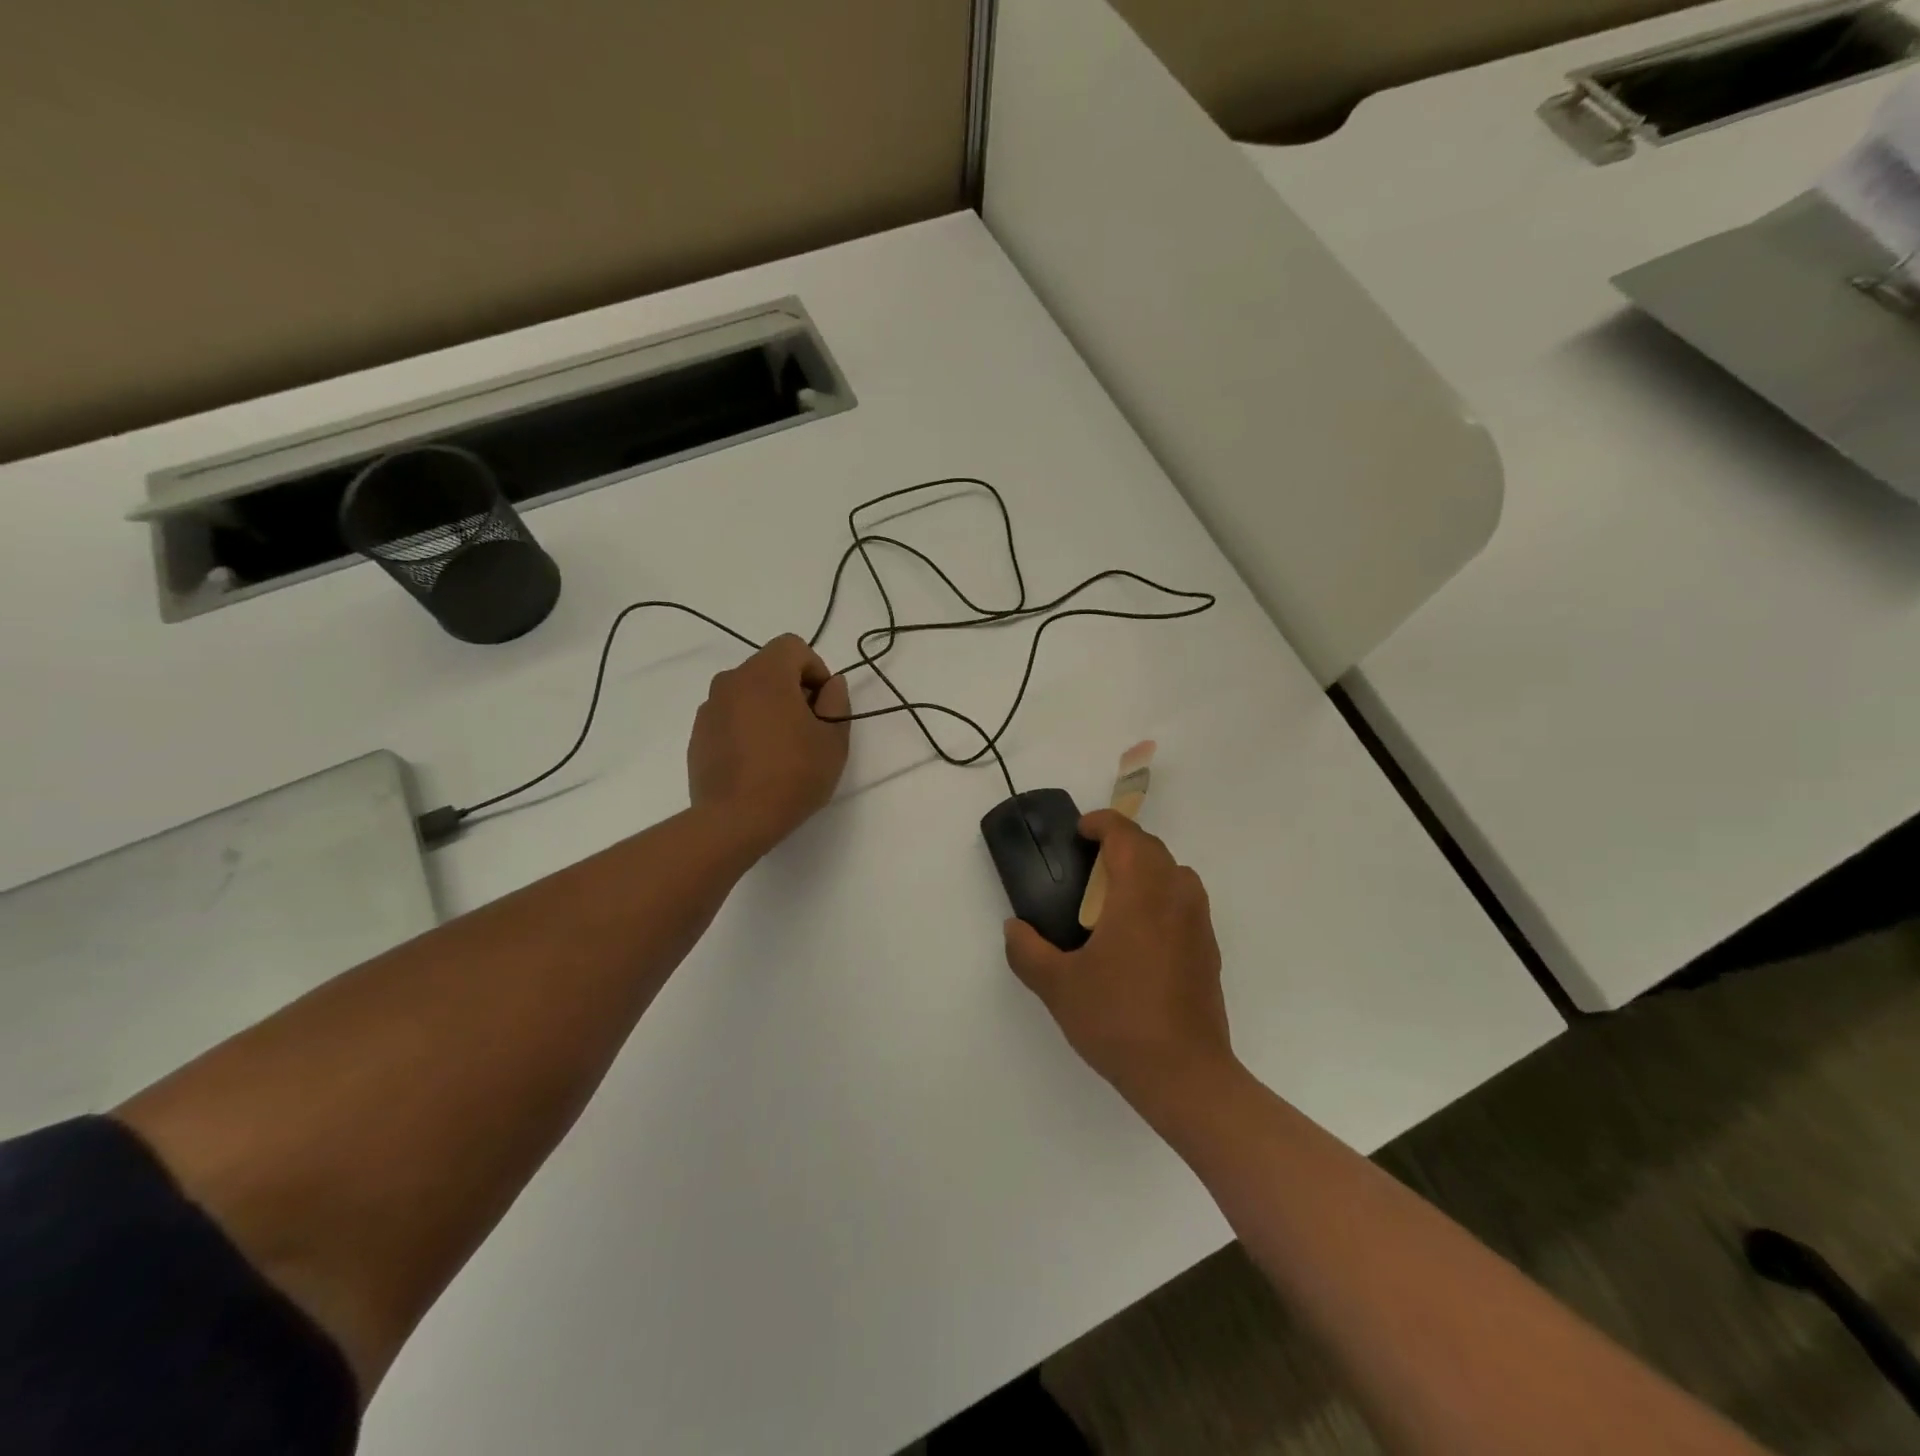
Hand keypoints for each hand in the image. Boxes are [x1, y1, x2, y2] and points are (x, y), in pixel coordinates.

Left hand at [688, 635, 850, 860]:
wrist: (735, 820)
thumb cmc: (793, 774)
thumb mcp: (833, 739)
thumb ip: (836, 701)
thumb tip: (831, 684)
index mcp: (765, 674)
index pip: (793, 646)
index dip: (815, 670)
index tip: (823, 705)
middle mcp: (731, 681)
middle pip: (769, 668)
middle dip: (792, 689)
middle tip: (808, 729)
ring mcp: (709, 709)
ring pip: (748, 693)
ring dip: (768, 709)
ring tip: (781, 749)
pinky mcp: (698, 735)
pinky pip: (730, 718)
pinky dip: (746, 728)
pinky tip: (757, 764)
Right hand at [1004, 812, 1233, 1106]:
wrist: (1184, 1075)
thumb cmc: (1117, 1020)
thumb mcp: (1057, 986)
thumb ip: (1027, 951)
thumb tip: (1014, 928)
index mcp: (1140, 893)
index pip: (1126, 835)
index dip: (1101, 823)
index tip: (1079, 832)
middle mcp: (1175, 897)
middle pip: (1152, 848)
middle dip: (1120, 844)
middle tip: (1087, 864)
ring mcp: (1198, 923)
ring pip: (1174, 873)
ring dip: (1145, 868)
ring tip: (1113, 896)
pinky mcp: (1208, 949)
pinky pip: (1184, 902)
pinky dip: (1161, 897)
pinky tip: (1138, 936)